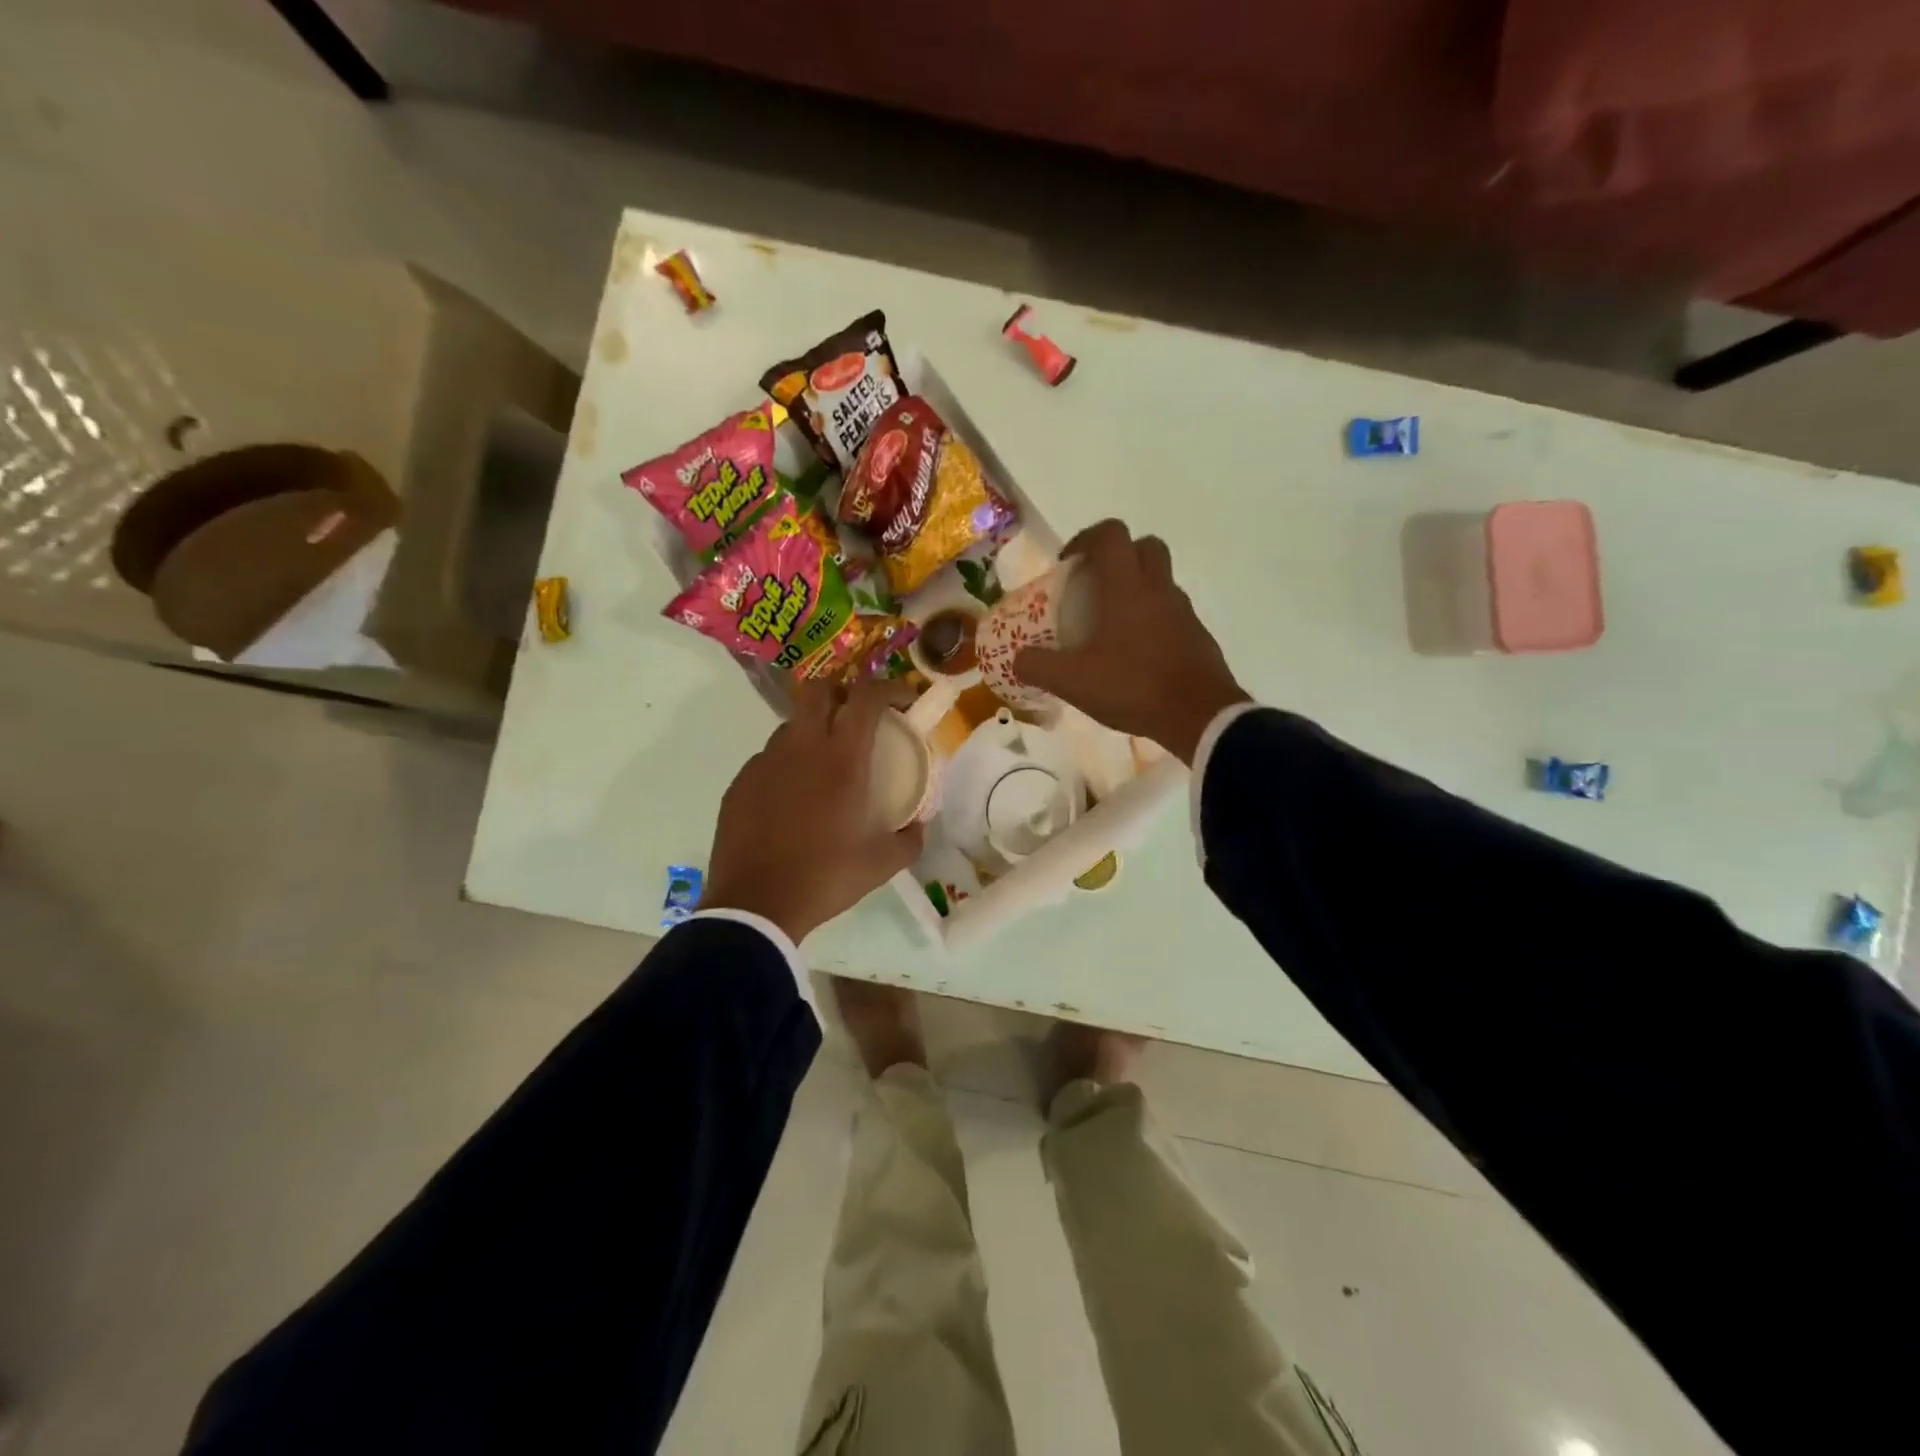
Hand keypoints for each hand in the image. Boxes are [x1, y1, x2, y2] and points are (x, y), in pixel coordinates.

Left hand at [702, 677, 925, 942]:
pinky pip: (769, 758)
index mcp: (842, 758)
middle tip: (857, 718)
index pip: (867, 697)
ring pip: (792, 725)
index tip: (904, 702)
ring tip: (824, 766)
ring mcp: (766, 762)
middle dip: (843, 692)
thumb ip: (910, 838)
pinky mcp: (741, 782)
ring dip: (813, 731)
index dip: (890, 688)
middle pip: (819, 689)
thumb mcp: (883, 863)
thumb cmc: (826, 877)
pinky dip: (787, 765)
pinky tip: (792, 800)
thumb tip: (919, 825)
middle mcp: (802, 747)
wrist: (756, 905)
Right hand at [1014, 519, 1248, 762]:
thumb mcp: (1073, 682)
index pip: (1111, 534)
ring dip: (1136, 589)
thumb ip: (1038, 666)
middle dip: (1117, 557)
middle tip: (1093, 586)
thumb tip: (1018, 659)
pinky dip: (1152, 619)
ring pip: (1160, 580)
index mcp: (1126, 587)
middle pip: (1143, 546)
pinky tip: (1135, 654)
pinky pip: (1171, 612)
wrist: (1200, 716)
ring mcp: (1183, 610)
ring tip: (1110, 625)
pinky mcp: (1197, 634)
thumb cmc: (1133, 687)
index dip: (1086, 539)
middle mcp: (1158, 588)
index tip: (1069, 564)